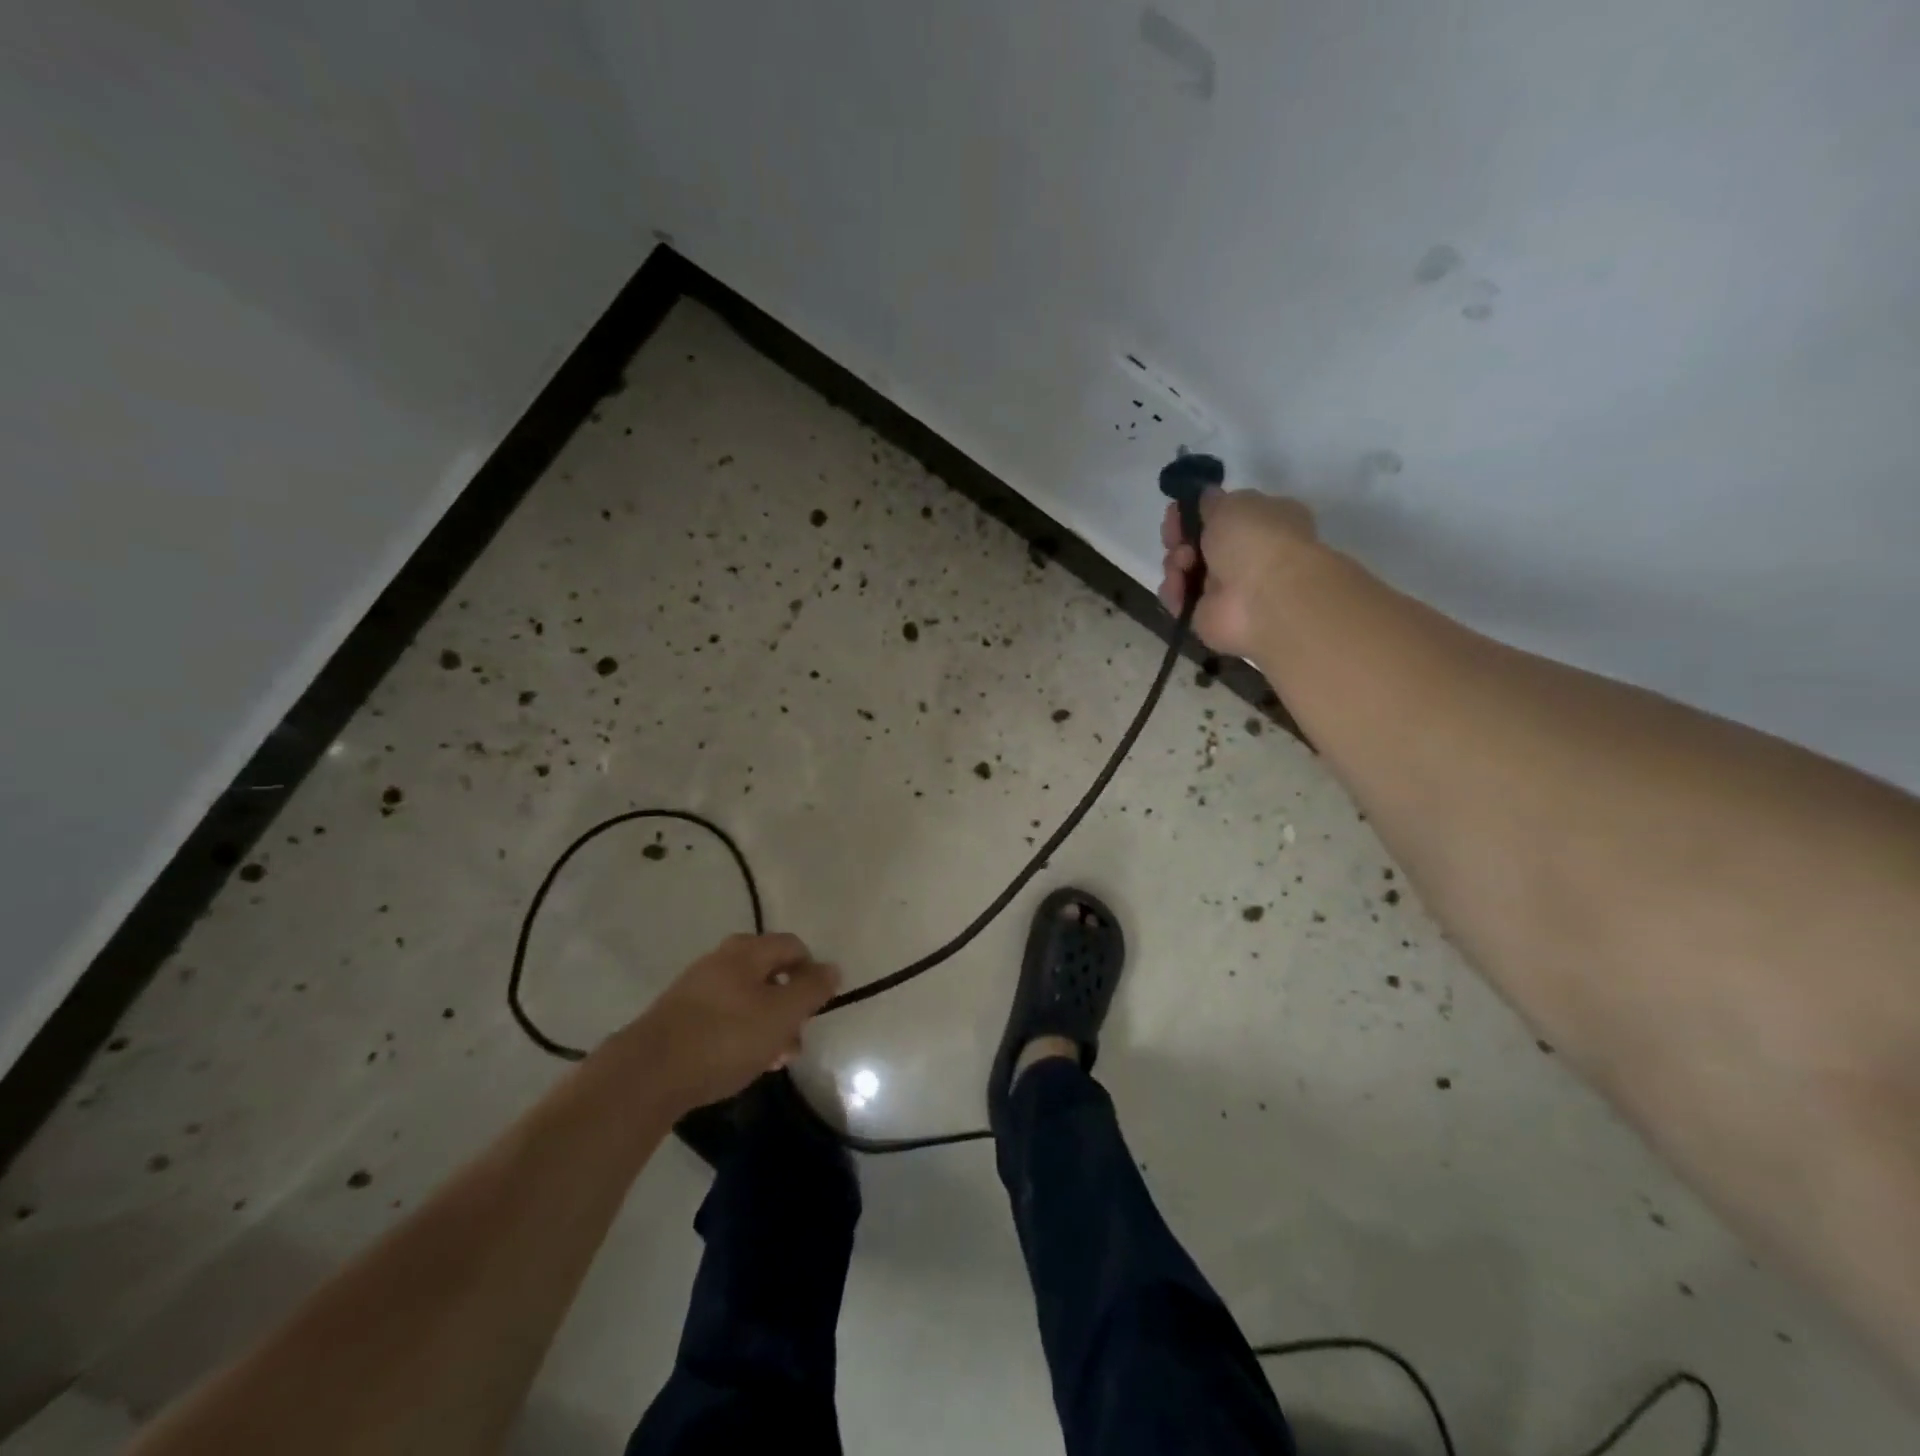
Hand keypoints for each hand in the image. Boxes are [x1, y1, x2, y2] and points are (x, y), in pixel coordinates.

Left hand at [628, 933, 839, 1111]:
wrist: (647, 1074)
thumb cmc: (725, 1037)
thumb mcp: (781, 1014)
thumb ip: (811, 990)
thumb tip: (832, 968)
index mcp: (747, 951)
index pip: (793, 946)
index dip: (812, 973)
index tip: (817, 1008)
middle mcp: (720, 960)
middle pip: (769, 974)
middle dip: (789, 1006)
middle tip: (795, 1041)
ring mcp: (696, 988)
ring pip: (746, 999)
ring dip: (766, 1025)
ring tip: (772, 1061)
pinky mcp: (678, 1017)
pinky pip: (722, 1017)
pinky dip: (739, 1035)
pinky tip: (740, 1064)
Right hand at [1158, 489, 1318, 659]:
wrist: (1262, 598)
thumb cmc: (1254, 540)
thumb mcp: (1231, 504)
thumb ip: (1212, 501)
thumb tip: (1206, 497)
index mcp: (1263, 522)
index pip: (1223, 515)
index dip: (1196, 512)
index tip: (1176, 511)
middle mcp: (1246, 554)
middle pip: (1199, 543)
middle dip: (1180, 538)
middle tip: (1174, 539)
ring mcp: (1227, 588)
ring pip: (1185, 569)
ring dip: (1176, 563)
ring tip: (1183, 564)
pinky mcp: (1207, 615)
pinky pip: (1179, 598)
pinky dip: (1173, 591)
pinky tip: (1178, 586)